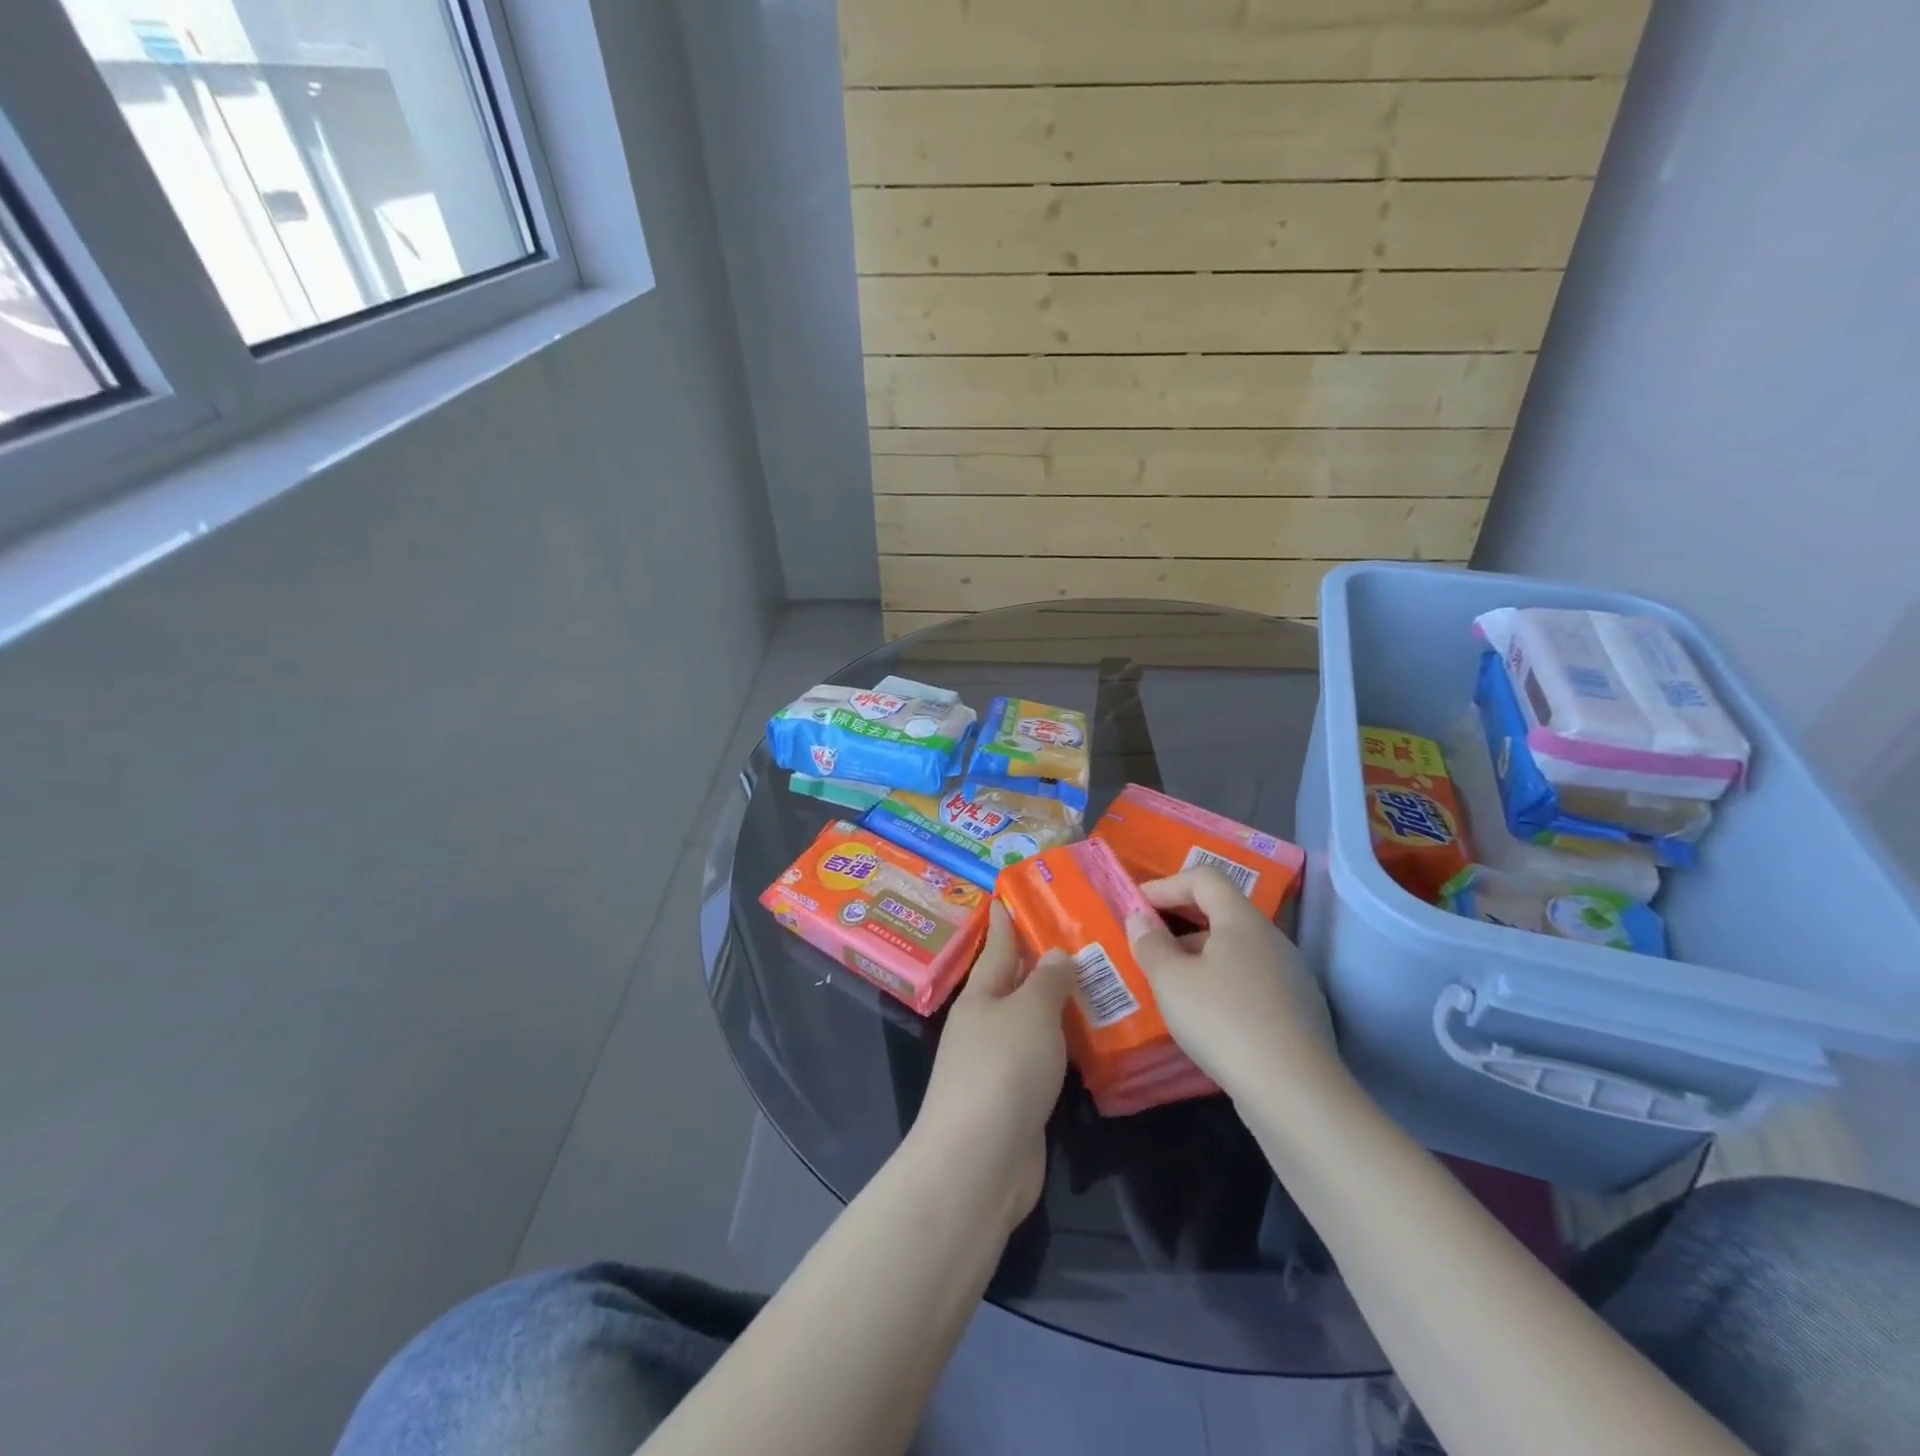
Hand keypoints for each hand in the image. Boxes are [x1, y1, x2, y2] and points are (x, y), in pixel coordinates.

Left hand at [910, 904, 1074, 1230]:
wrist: (979, 1163)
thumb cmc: (1002, 1070)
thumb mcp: (1029, 1013)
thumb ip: (1047, 981)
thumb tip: (1055, 954)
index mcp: (981, 995)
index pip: (998, 946)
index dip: (1006, 920)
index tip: (1010, 894)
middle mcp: (986, 1024)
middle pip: (1015, 983)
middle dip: (1041, 960)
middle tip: (1079, 933)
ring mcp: (1000, 1064)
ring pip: (1033, 1021)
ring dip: (1058, 1004)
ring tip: (1097, 981)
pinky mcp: (1018, 1098)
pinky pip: (1046, 1058)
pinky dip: (1066, 1044)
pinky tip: (1092, 1039)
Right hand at [1124, 868, 1338, 1100]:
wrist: (1295, 1093)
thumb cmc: (1223, 1021)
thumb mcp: (1171, 981)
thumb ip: (1150, 944)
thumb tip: (1140, 919)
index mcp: (1242, 921)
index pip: (1205, 878)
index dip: (1167, 884)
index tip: (1137, 906)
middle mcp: (1272, 939)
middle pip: (1221, 912)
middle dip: (1179, 921)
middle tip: (1148, 942)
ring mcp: (1290, 976)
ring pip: (1236, 949)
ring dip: (1199, 955)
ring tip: (1170, 982)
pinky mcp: (1297, 1011)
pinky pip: (1250, 980)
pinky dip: (1221, 983)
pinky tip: (1205, 1016)